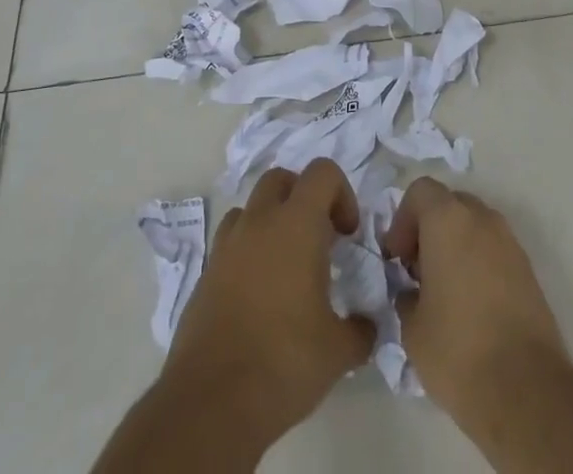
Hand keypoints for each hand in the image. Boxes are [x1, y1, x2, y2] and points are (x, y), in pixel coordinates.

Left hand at [160, 159, 375, 450]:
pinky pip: (231, 243)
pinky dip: (248, 252)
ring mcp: (227, 245)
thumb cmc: (283, 362)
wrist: (211, 401)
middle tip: (318, 241)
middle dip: (303, 198)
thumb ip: (361, 329)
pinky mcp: (206, 273)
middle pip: (282, 179)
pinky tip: (258, 295)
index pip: (322, 172)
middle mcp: (260, 221)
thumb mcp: (338, 351)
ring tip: (285, 267)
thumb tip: (367, 326)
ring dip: (272, 222)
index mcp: (297, 223)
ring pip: (252, 208)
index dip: (342, 194)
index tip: (347, 235)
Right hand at [380, 177, 567, 417]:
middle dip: (429, 230)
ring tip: (444, 291)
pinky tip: (471, 306)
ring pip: (474, 227)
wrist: (526, 389)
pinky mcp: (528, 269)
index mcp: (448, 220)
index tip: (397, 259)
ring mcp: (509, 242)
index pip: (420, 191)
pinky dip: (478, 263)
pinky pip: (494, 250)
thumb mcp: (412, 329)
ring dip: (455, 246)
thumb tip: (413, 292)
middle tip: (417, 272)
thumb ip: (407, 296)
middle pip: (449, 204)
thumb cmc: (458, 350)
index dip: (402, 220)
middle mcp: (481, 218)